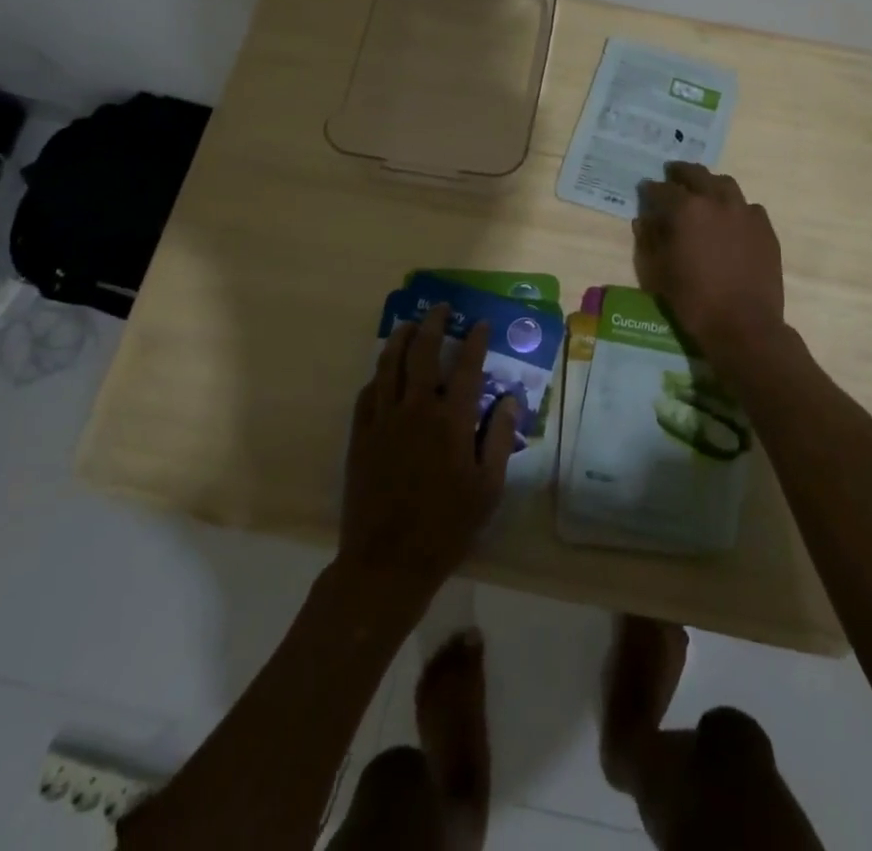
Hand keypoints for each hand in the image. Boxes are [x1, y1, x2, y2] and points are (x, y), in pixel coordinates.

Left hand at [338, 305, 518, 603]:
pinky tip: (385, 371)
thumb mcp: (487, 489)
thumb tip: (510, 400)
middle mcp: (416, 410)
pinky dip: (379, 374)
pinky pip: (368, 393)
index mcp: (451, 421)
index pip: (467, 367)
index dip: (475, 341)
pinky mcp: (360, 436)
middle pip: (424, 353)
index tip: (480, 324)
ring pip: (390, 365)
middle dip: (434, 325)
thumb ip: (498, 439)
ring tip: (410, 325)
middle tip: (441, 308)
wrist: (387, 562)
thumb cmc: (446, 527)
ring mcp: (384, 421)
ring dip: (401, 339)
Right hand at [633, 162, 784, 359]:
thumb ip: (651, 239)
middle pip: (697, 174)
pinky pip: (748, 207)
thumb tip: (645, 219)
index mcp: (687, 210)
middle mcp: (717, 201)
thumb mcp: (659, 272)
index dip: (650, 189)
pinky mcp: (765, 228)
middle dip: (681, 173)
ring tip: (702, 192)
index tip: (645, 189)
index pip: (662, 190)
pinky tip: (730, 220)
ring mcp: (745, 212)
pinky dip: (734, 207)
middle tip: (672, 175)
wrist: (744, 325)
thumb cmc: (693, 301)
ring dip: (710, 184)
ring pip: (725, 185)